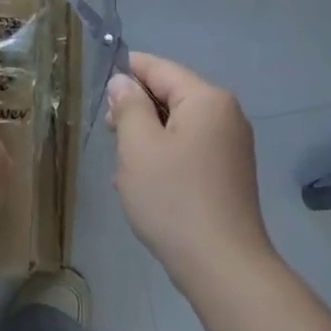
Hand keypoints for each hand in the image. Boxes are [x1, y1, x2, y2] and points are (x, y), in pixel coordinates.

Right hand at [107, 52, 275, 284]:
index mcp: (207, 99)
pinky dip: (165, 155)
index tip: (99, 80)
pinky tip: (144, 180)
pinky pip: (190, 149)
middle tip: (107, 130)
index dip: (129, 70)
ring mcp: (231, 146)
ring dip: (148, 136)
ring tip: (121, 161)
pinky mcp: (229, 173)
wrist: (220, 262)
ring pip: (179, 125)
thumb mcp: (138, 148)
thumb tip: (124, 82)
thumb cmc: (173, 198)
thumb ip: (129, 107)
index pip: (161, 68)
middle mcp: (226, 115)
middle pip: (173, 95)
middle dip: (138, 108)